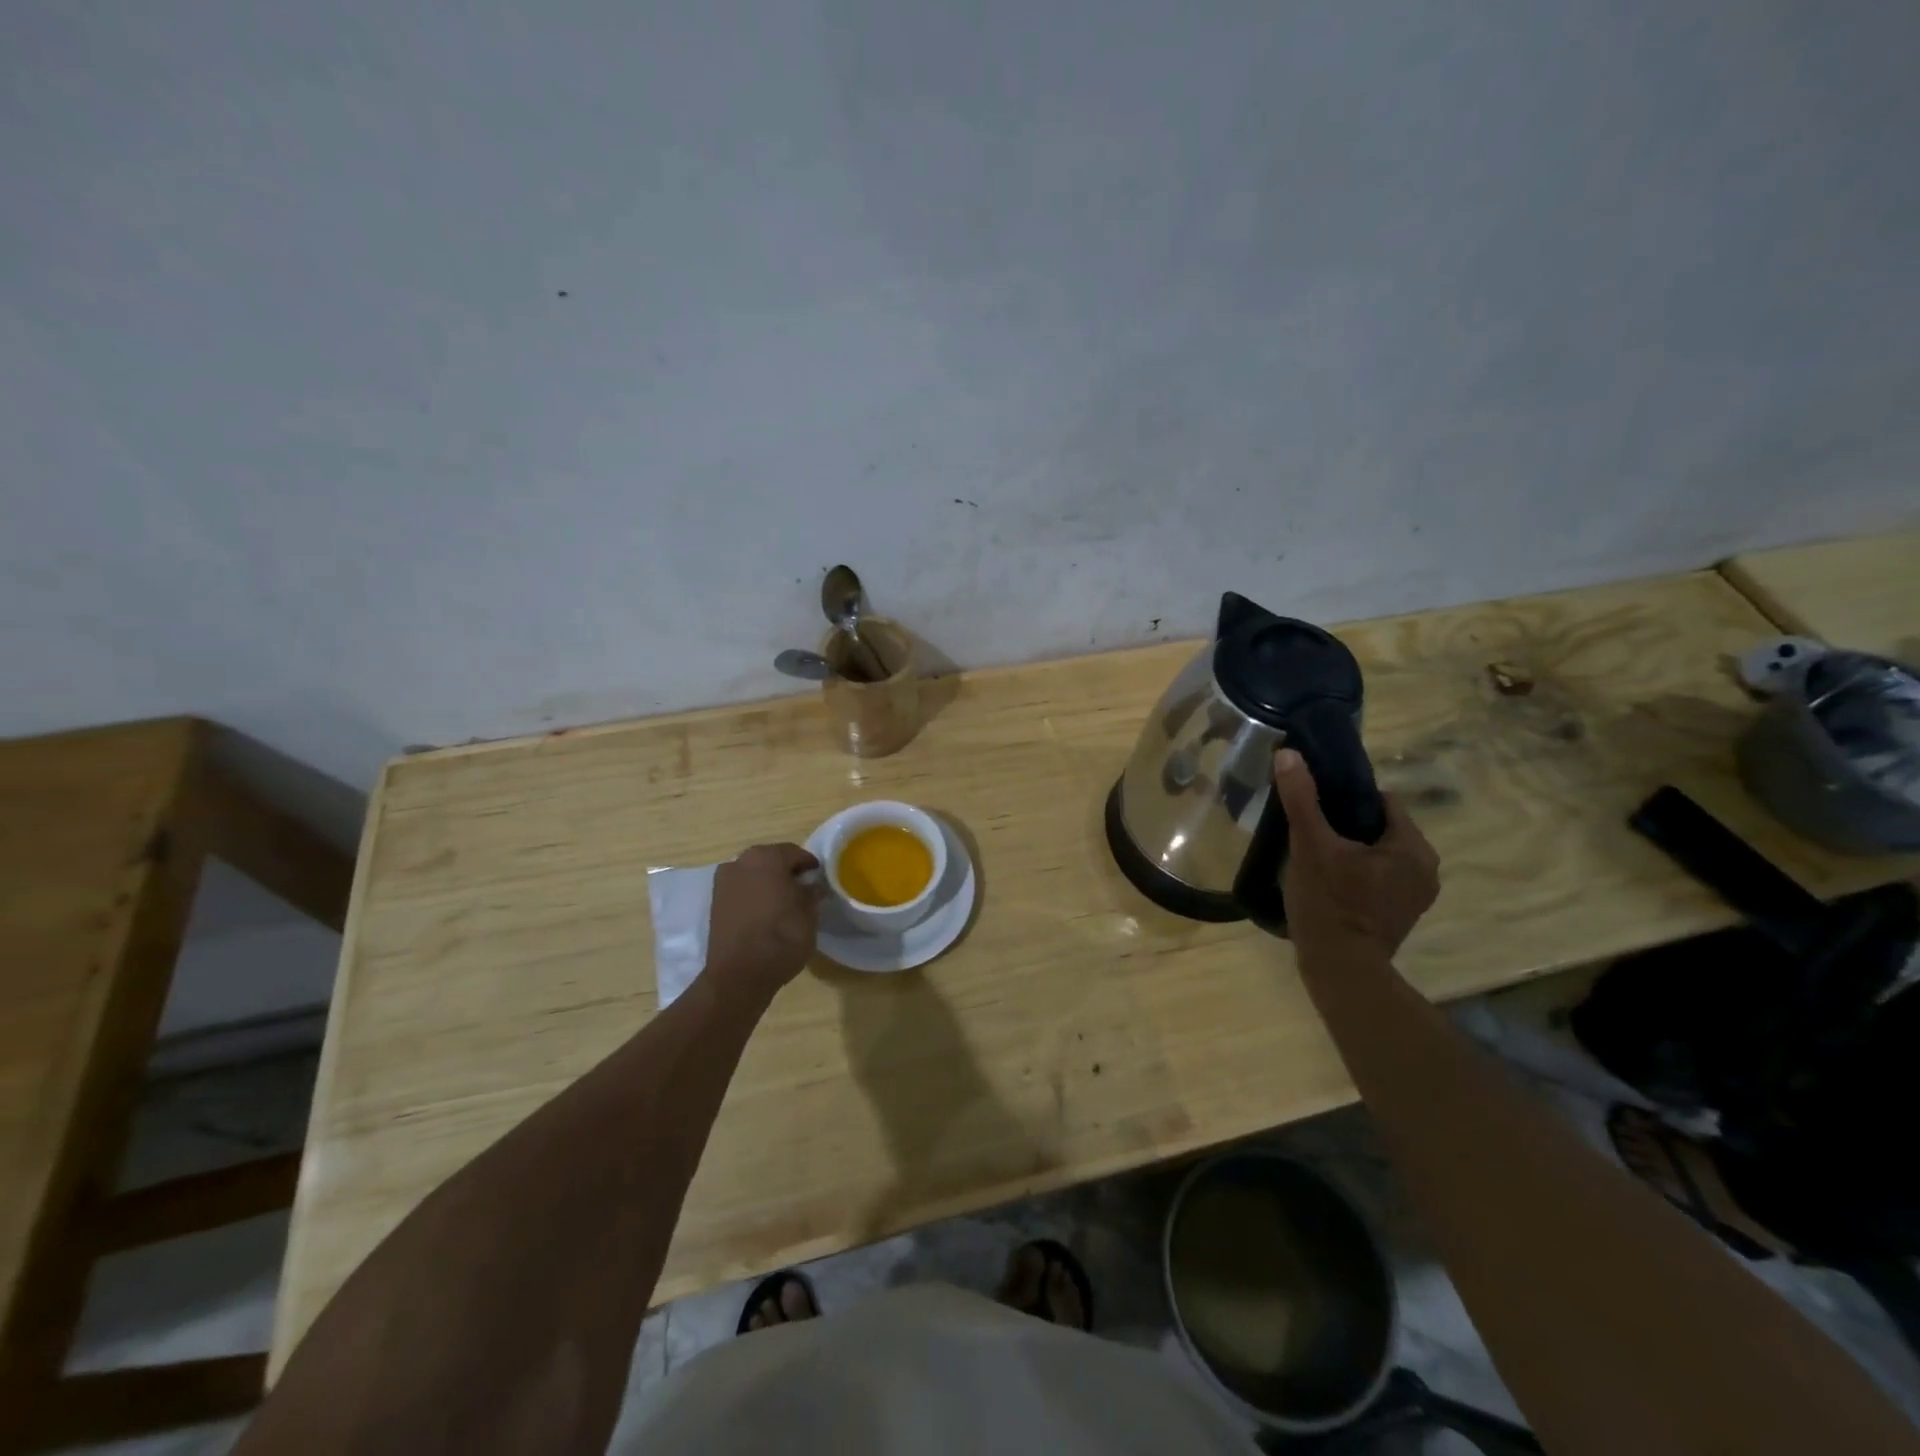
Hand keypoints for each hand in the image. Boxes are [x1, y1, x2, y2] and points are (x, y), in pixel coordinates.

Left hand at [706, 843, 819, 1001]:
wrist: (740, 974)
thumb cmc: (782, 936)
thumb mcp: (809, 913)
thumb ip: (811, 893)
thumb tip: (812, 885)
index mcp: (767, 857)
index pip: (795, 853)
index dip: (809, 865)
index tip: (819, 879)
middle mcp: (741, 861)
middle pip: (770, 860)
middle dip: (786, 871)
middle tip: (803, 889)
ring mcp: (724, 882)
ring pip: (753, 875)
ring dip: (768, 883)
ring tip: (784, 903)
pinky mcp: (714, 903)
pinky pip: (741, 891)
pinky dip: (753, 896)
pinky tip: (765, 913)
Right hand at [1272, 748, 1439, 957]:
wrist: (1340, 970)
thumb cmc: (1330, 903)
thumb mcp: (1310, 846)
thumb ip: (1302, 799)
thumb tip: (1289, 754)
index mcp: (1412, 847)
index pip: (1383, 801)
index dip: (1347, 797)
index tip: (1317, 805)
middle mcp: (1425, 869)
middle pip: (1380, 827)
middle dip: (1347, 824)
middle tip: (1310, 830)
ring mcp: (1416, 896)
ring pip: (1378, 854)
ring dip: (1351, 850)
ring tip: (1315, 854)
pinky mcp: (1401, 915)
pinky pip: (1378, 878)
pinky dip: (1357, 873)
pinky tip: (1328, 881)